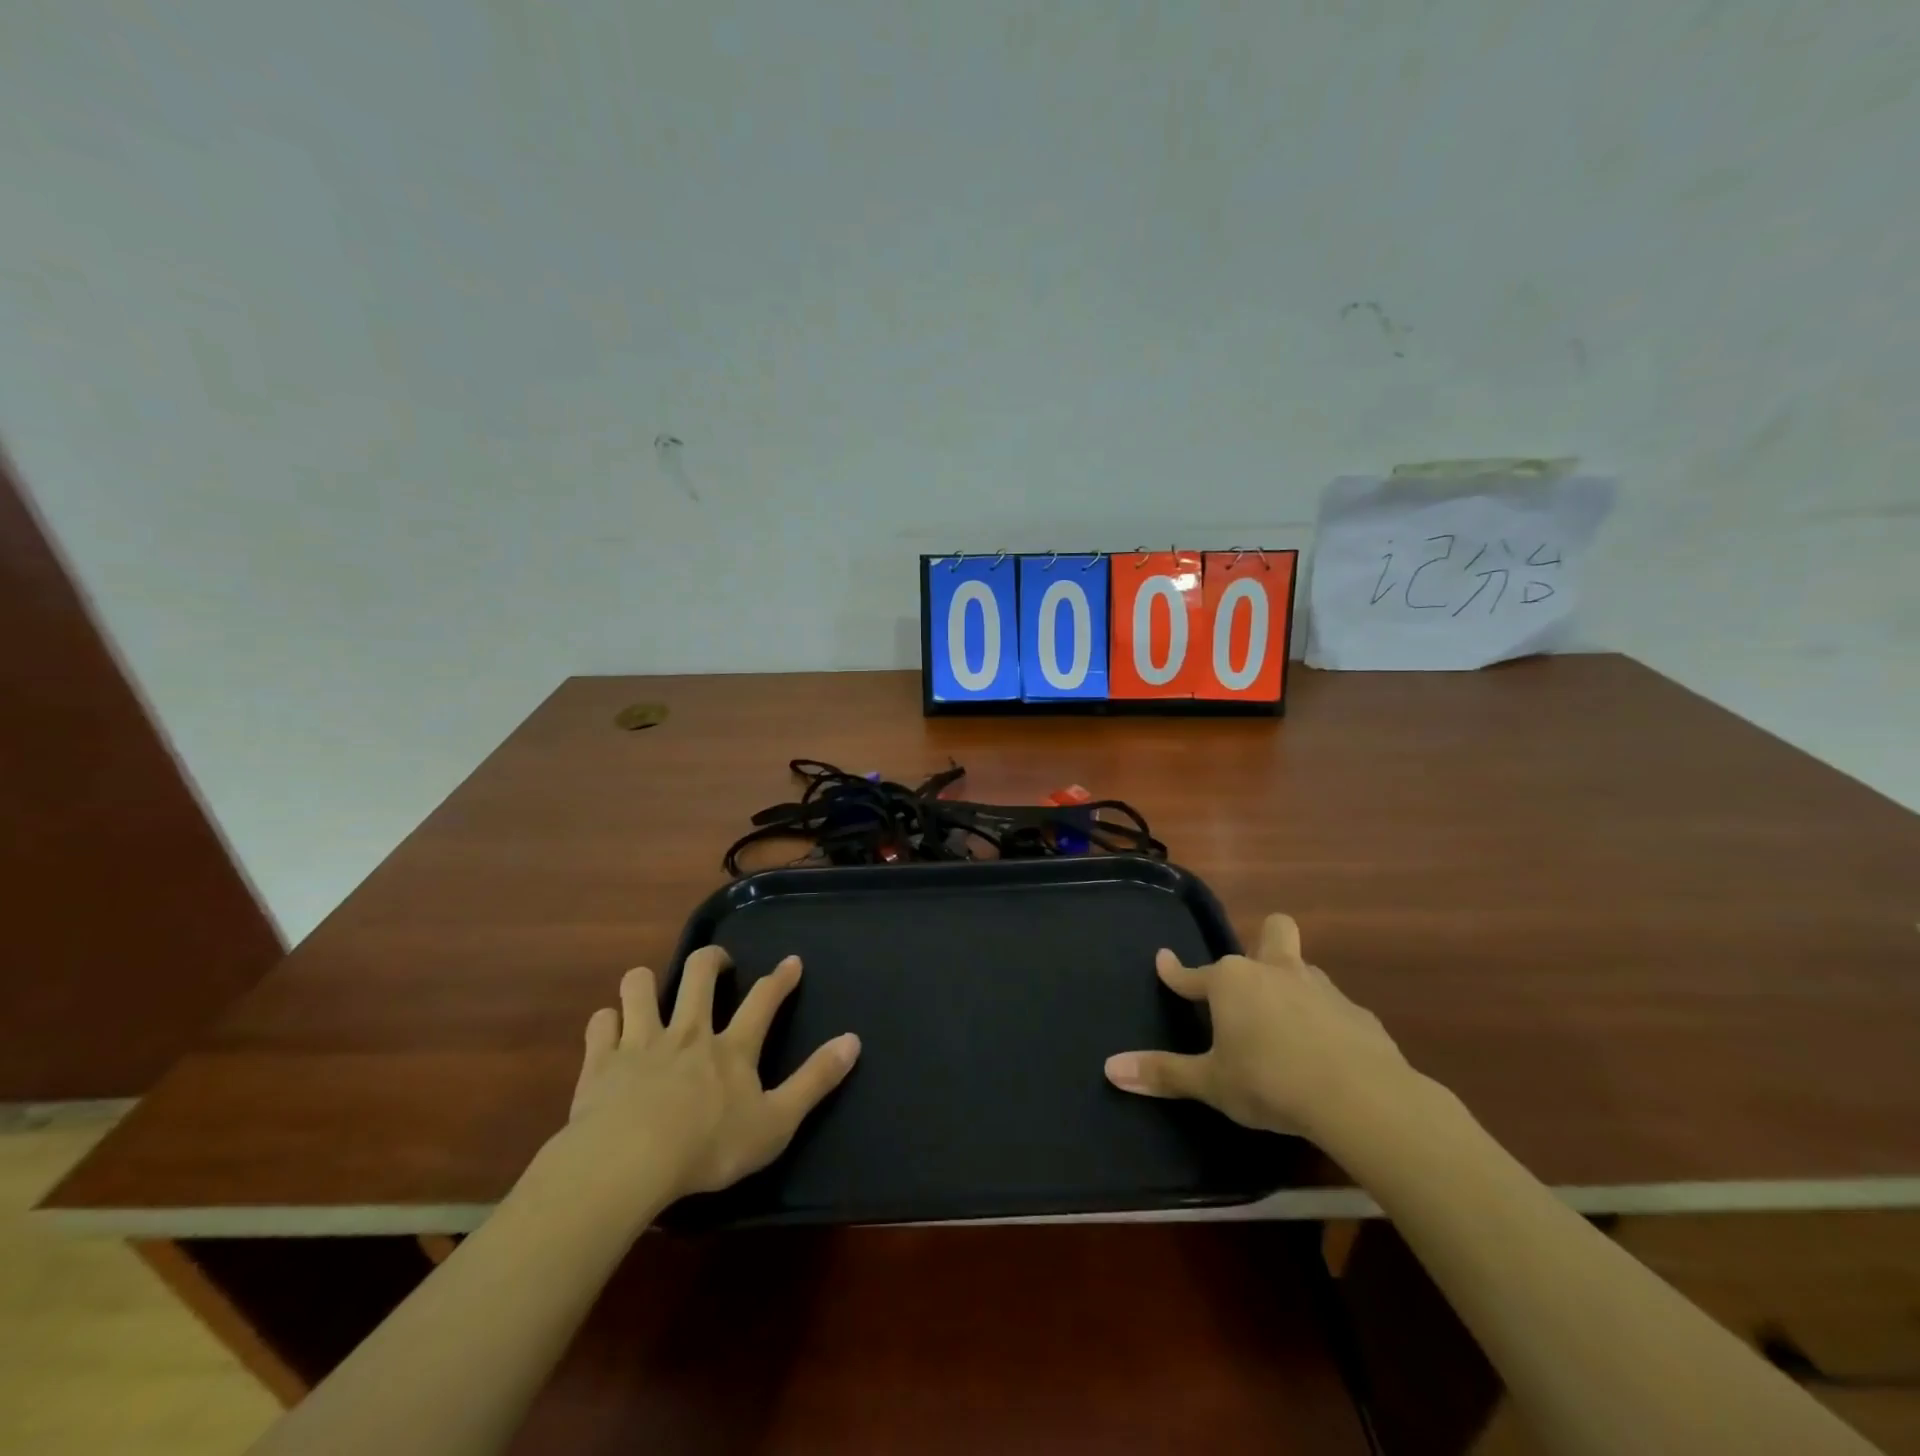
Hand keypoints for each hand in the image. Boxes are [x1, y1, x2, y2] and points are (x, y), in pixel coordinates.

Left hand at [561, 946, 860, 1206]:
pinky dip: (608, 1023)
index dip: (781, 978)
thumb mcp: (776, 1122)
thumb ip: (815, 1081)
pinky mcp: (601, 1061)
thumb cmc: (708, 1147)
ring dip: (648, 982)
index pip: (763, 1000)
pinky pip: (601, 1023)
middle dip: (711, 959)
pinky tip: (611, 1033)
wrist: (627, 1164)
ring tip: (653, 992)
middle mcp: (688, 1032)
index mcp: (731, 1048)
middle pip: (699, 973)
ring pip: (641, 985)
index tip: (792, 962)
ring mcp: (641, 1042)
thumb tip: (853, 1040)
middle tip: (718, 965)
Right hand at [1103, 913, 1411, 1142]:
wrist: (1361, 1098)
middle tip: (1256, 971)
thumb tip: (1110, 1069)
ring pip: (1304, 969)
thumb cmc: (1269, 1082)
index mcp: (1231, 982)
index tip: (1163, 961)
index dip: (1174, 971)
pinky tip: (1325, 1053)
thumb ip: (1163, 1073)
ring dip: (1292, 986)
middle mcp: (1274, 971)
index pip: (1192, 973)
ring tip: (1286, 1022)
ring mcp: (1321, 989)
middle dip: (1264, 940)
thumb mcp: (1211, 1083)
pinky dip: (1325, 1023)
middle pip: (1273, 931)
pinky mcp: (1359, 1015)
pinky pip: (1335, 1008)